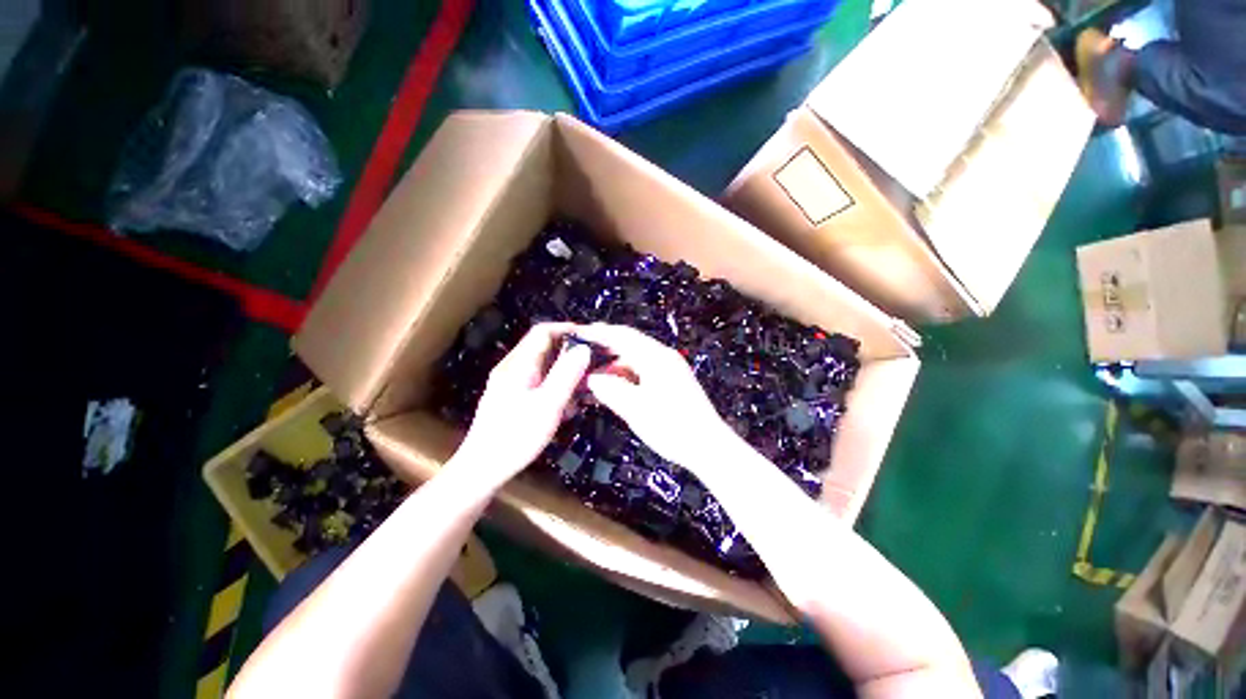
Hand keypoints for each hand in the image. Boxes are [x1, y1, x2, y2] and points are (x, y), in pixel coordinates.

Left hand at [455, 323, 590, 487]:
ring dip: (565, 374)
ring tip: (583, 392)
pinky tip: (566, 408)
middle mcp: (513, 368)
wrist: (483, 469)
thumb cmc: (517, 436)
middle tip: (592, 367)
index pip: (543, 332)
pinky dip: (556, 388)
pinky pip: (539, 383)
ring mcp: (511, 384)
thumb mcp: (548, 404)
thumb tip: (584, 348)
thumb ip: (567, 374)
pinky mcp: (512, 398)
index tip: (591, 338)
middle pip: (544, 348)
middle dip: (570, 355)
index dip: (567, 329)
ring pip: (544, 367)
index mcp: (519, 364)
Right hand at [575, 323, 732, 468]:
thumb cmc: (673, 427)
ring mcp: (670, 370)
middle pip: (630, 345)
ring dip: (615, 366)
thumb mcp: (636, 409)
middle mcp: (664, 358)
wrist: (708, 447)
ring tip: (593, 378)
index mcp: (656, 358)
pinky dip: (627, 376)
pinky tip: (615, 388)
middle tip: (581, 356)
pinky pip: (643, 371)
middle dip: (605, 349)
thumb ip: (611, 389)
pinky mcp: (672, 382)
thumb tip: (592, 378)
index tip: (580, 332)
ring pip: (636, 359)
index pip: (623, 336)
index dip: (600, 333)